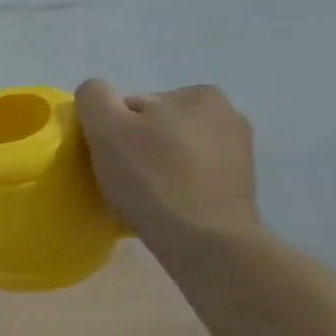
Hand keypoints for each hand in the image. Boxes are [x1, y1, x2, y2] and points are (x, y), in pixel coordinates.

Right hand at [74, 80, 262, 259]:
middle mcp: (226, 113)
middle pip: (154, 128)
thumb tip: (95, 94)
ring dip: (157, 168)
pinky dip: (177, 186)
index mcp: (197, 94)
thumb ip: (95, 97)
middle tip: (124, 182)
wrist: (205, 241)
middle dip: (137, 149)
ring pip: (174, 153)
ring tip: (145, 198)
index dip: (111, 134)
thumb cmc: (152, 180)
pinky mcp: (240, 183)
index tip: (109, 162)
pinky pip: (193, 176)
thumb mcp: (107, 129)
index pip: (132, 108)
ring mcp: (239, 150)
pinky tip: (167, 207)